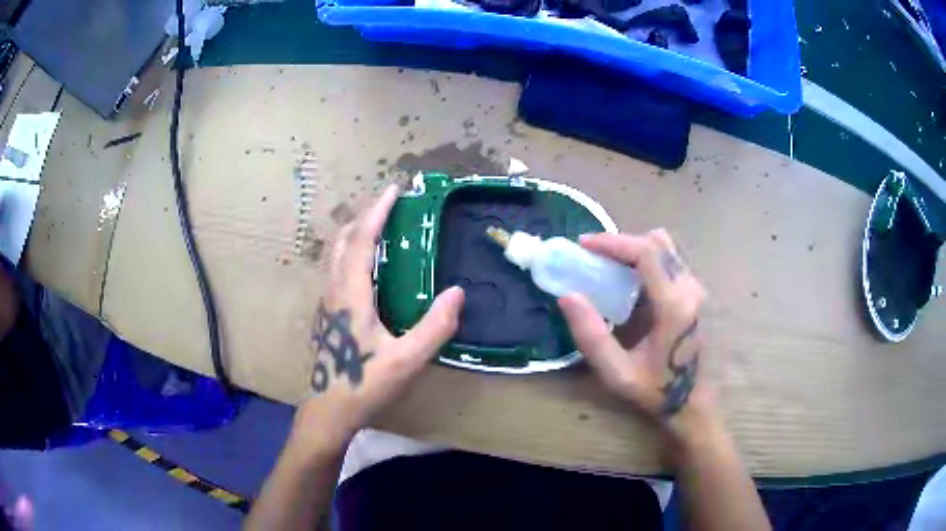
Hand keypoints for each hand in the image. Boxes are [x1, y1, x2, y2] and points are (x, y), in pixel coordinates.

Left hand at [293, 185, 464, 451]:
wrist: (330, 409)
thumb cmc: (365, 384)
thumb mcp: (407, 360)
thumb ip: (434, 326)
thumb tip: (458, 292)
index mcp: (351, 295)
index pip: (361, 242)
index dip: (377, 213)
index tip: (394, 191)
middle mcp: (334, 291)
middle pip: (342, 241)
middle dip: (363, 216)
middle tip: (388, 205)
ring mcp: (328, 302)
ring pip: (335, 254)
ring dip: (355, 233)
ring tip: (379, 226)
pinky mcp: (329, 314)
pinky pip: (337, 269)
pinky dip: (352, 251)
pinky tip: (368, 265)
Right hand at [558, 229, 709, 438]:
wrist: (692, 400)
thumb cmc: (655, 389)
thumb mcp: (617, 372)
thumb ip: (591, 335)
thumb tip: (568, 296)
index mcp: (674, 304)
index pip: (646, 252)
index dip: (613, 242)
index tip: (584, 244)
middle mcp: (690, 288)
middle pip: (656, 242)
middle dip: (620, 243)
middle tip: (592, 256)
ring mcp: (695, 288)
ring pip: (664, 247)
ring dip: (634, 248)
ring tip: (608, 265)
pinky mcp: (694, 292)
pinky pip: (668, 259)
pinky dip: (644, 258)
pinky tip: (628, 279)